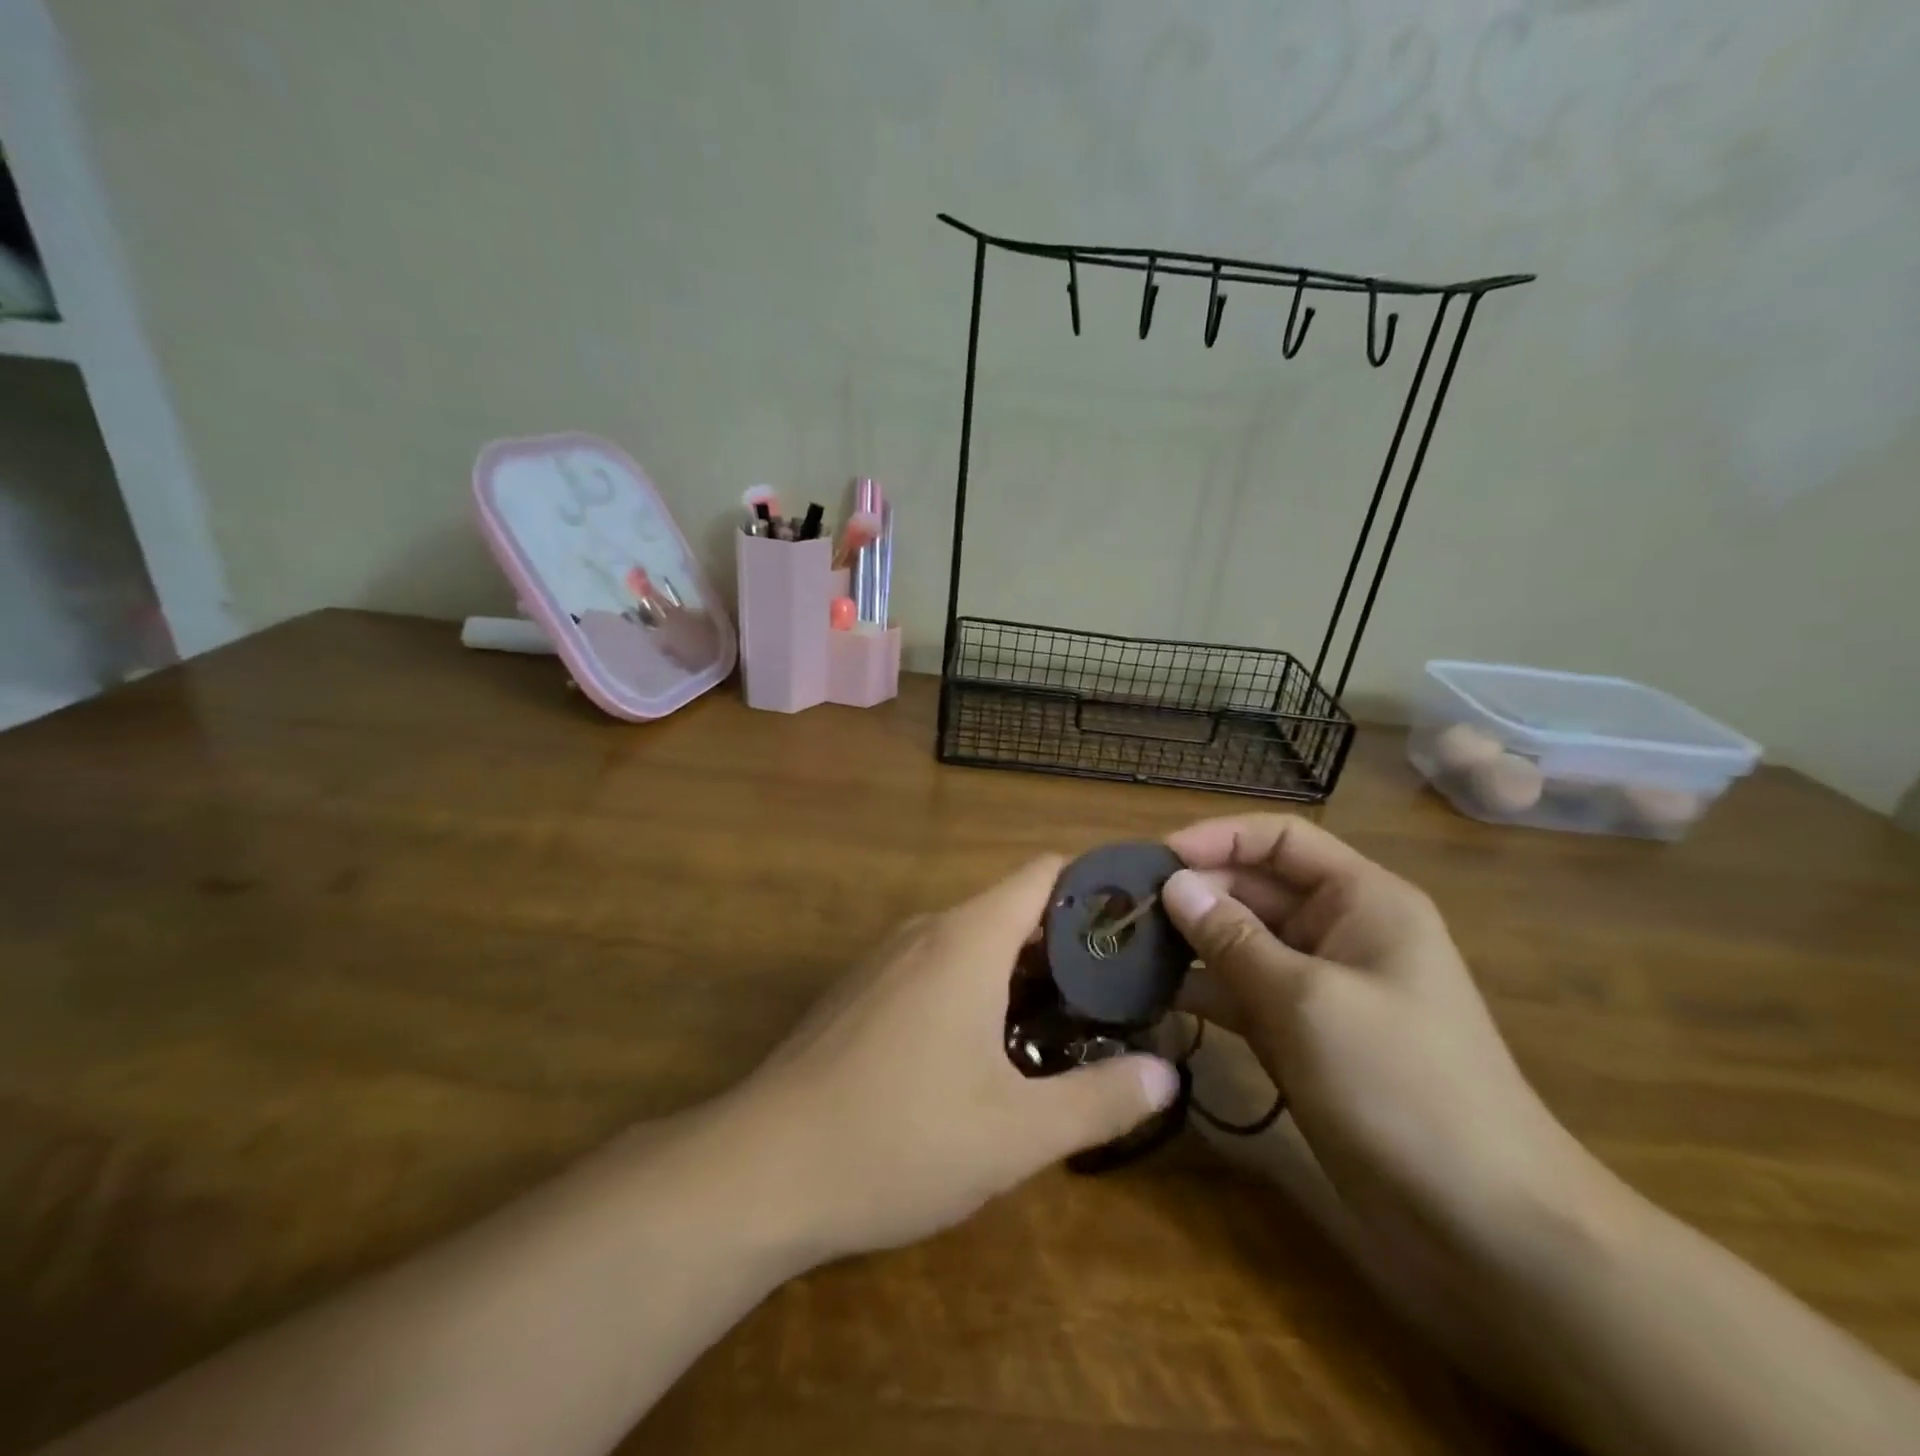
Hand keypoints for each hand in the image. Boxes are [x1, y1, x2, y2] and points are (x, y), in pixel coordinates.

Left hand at [731, 857, 1181, 1261]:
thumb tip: (1167, 1074)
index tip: (1137, 927)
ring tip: (1066, 1026)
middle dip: (1067, 945)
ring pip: (972, 941)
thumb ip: (1101, 1100)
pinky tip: (986, 1053)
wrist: (760, 1170)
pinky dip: (975, 988)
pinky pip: (935, 968)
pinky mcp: (860, 993)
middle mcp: (925, 931)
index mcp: (966, 938)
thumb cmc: (899, 1138)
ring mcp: (885, 960)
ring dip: (1021, 972)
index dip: (1095, 888)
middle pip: (1011, 909)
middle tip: (1118, 995)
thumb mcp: (1016, 1133)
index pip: (1043, 874)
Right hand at [1161, 815, 1598, 1253]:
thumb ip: (1233, 939)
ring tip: (1124, 948)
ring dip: (1188, 942)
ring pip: (1241, 941)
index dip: (1218, 838)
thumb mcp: (1308, 1001)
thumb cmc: (1401, 1085)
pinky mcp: (1300, 1033)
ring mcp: (1318, 985)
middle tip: (1125, 910)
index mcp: (1362, 900)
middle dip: (1194, 893)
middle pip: (1254, 888)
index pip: (1280, 840)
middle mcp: (1339, 930)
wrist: (1482, 1222)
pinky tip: (1151, 995)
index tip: (1155, 859)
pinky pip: (1241, 992)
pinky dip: (1201, 990)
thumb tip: (1173, 885)